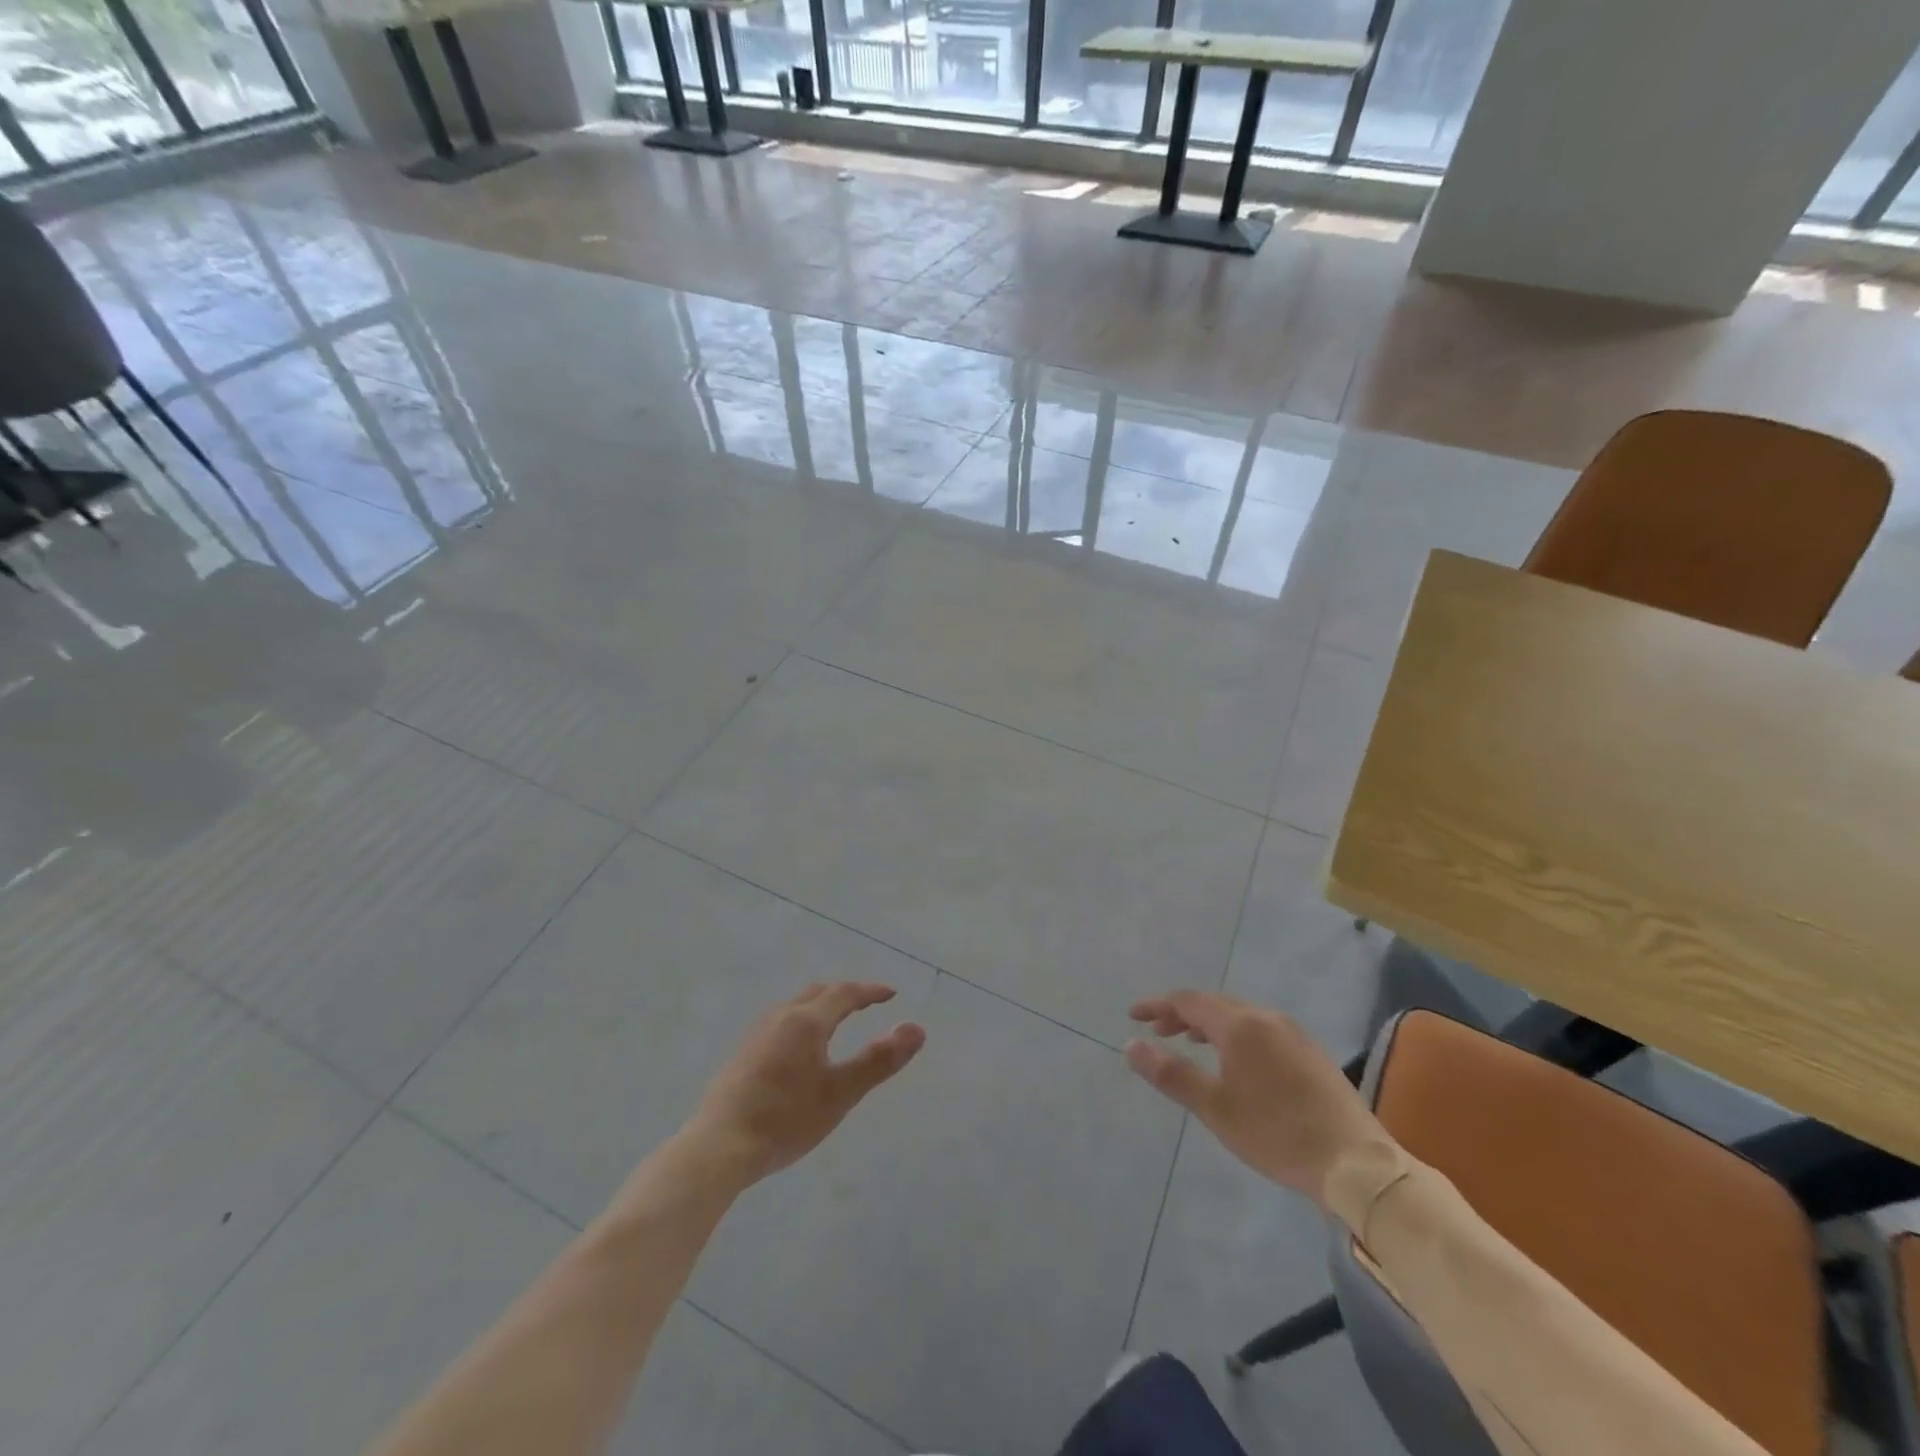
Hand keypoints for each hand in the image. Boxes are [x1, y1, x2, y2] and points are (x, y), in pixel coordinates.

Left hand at [687, 982, 925, 1185]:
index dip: (870, 991)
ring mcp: (757, 1034)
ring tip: (836, 1022)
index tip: (891, 994)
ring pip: (795, 1006)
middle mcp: (781, 1017)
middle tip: (866, 1004)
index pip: (844, 993)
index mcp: (807, 1021)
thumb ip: (879, 1060)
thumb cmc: (786, 1119)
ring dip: (820, 1006)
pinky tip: (799, 1049)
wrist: (718, 1146)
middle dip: (845, 994)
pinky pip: (780, 1022)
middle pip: (817, 993)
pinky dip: (801, 1021)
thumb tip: (917, 1028)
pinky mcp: (742, 1054)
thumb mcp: (841, 1093)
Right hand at [1126, 991, 1391, 1208]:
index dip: (1158, 1006)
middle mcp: (1267, 1018)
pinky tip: (1236, 1061)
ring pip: (1240, 1015)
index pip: (1188, 1001)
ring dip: (1209, 1023)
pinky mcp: (1311, 1052)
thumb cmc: (1277, 1134)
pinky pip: (1261, 1028)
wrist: (1356, 1164)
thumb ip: (1172, 1074)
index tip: (1133, 1016)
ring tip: (1191, 1042)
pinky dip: (1235, 1034)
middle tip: (1158, 1031)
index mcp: (1241, 1025)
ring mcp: (1293, 1033)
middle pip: (1215, 1003)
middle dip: (1182, 1013)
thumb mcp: (1215, 1108)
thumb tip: (1131, 1045)